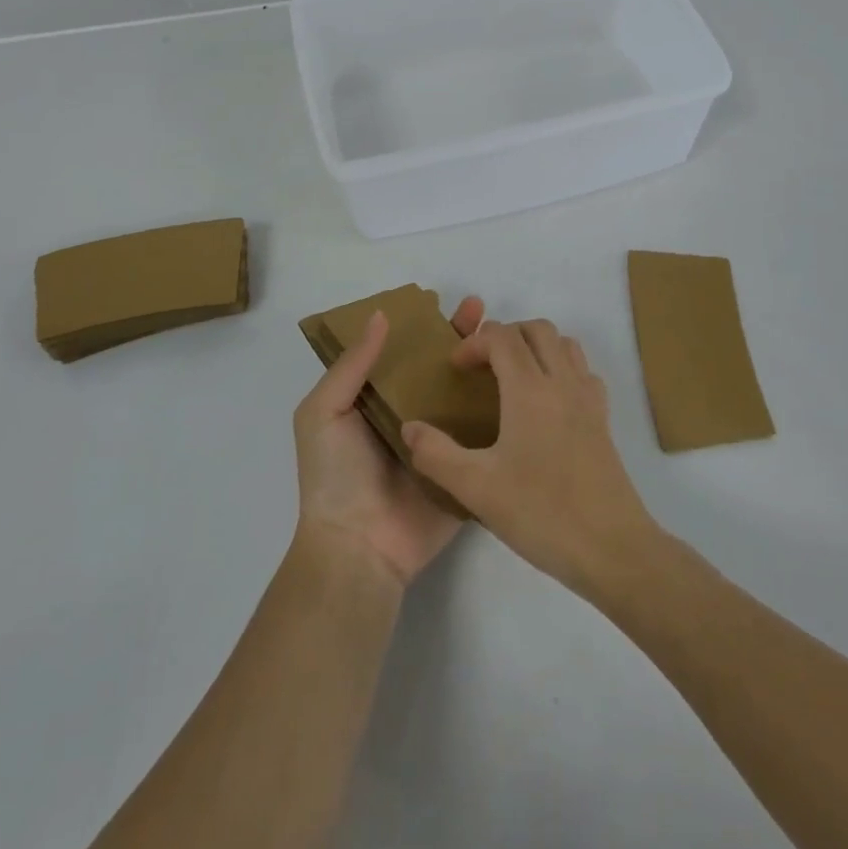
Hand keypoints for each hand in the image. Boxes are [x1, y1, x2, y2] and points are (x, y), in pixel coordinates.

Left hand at [293, 295, 485, 586]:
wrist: (360, 547)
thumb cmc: (334, 475)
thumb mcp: (323, 412)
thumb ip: (351, 366)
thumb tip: (381, 315)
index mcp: (375, 400)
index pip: (401, 353)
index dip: (419, 326)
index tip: (441, 301)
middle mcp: (410, 414)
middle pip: (437, 367)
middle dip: (457, 337)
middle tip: (480, 309)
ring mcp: (440, 440)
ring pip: (464, 393)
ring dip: (483, 365)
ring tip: (505, 337)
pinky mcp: (464, 465)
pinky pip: (484, 432)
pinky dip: (501, 408)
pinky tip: (523, 381)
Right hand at [401, 319, 656, 595]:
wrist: (613, 549)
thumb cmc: (542, 513)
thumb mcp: (476, 488)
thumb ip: (436, 454)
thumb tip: (409, 428)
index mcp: (530, 390)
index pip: (502, 337)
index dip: (474, 342)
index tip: (455, 369)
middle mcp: (562, 383)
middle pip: (537, 329)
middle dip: (505, 335)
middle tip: (482, 366)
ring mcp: (588, 400)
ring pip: (565, 345)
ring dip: (536, 347)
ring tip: (512, 378)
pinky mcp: (603, 421)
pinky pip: (583, 372)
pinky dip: (562, 369)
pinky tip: (547, 404)